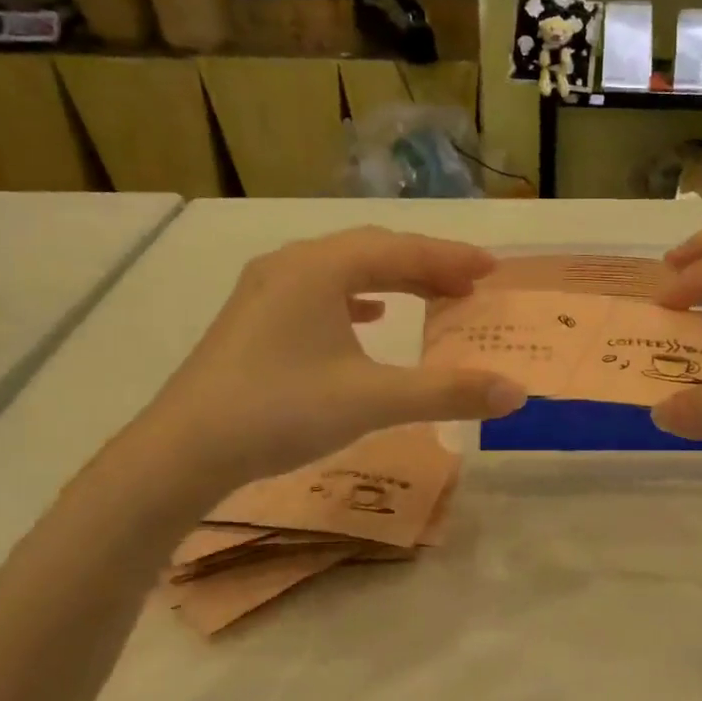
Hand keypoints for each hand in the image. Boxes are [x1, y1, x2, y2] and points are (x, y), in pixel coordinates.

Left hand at [142, 227, 526, 484]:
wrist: (184, 450)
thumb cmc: (281, 410)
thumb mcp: (373, 400)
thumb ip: (447, 393)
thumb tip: (516, 394)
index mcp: (320, 268)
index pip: (400, 250)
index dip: (450, 258)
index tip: (490, 270)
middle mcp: (291, 265)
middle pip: (371, 252)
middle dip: (424, 266)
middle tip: (468, 286)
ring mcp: (265, 291)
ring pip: (342, 271)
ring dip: (391, 280)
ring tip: (429, 297)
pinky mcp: (253, 320)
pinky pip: (317, 293)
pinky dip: (353, 299)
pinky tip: (367, 319)